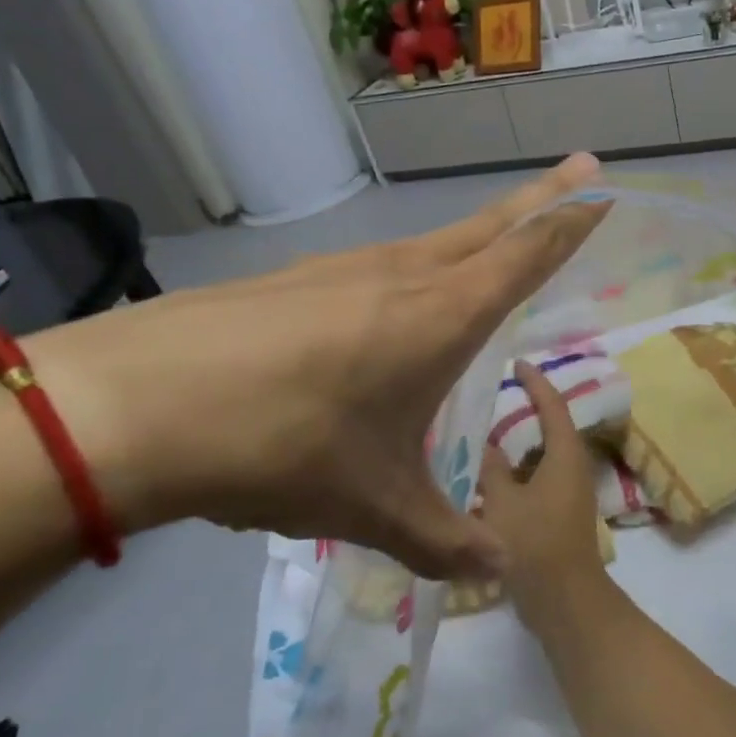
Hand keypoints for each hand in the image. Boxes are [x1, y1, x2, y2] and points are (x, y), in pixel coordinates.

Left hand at [23, 155, 609, 578]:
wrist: (132, 406)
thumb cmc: (284, 447)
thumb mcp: (375, 506)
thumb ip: (444, 539)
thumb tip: (496, 569)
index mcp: (440, 315)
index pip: (525, 256)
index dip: (570, 224)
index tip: (603, 189)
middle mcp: (401, 276)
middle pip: (488, 226)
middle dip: (541, 199)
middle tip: (582, 168)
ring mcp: (341, 271)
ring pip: (430, 244)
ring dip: (473, 237)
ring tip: (493, 248)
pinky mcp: (293, 283)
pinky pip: (375, 269)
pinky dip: (408, 273)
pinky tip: (386, 311)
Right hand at [477, 360, 612, 630]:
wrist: (565, 600)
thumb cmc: (534, 544)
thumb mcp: (502, 501)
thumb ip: (491, 468)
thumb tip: (485, 443)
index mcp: (564, 456)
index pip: (553, 406)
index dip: (536, 382)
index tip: (517, 362)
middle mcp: (572, 468)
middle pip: (551, 428)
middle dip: (526, 409)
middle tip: (493, 394)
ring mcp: (569, 493)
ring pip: (542, 456)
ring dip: (518, 443)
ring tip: (483, 431)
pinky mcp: (560, 514)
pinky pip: (538, 478)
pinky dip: (516, 470)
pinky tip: (488, 476)